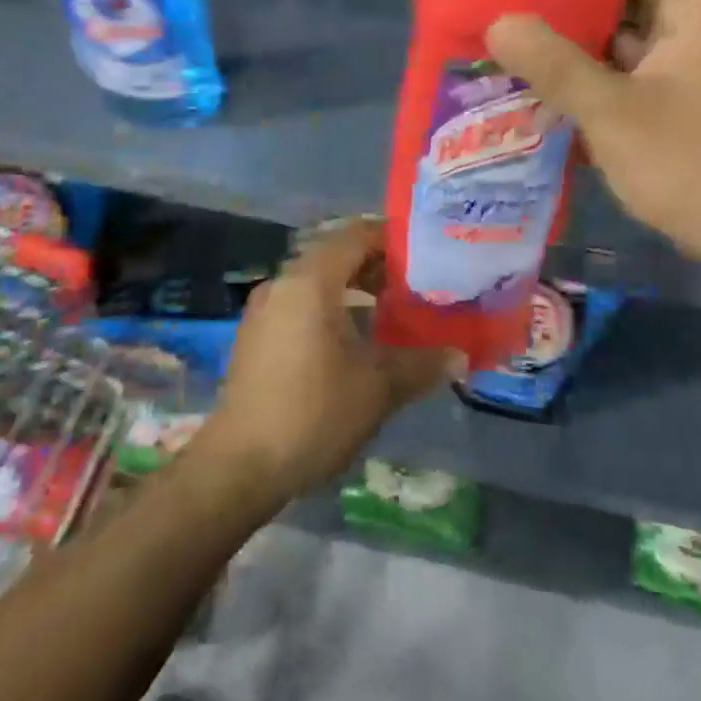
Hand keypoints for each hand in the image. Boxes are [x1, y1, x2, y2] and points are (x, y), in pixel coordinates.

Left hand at [195, 219, 459, 502]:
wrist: (239, 466)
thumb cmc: (313, 413)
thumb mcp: (378, 388)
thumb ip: (422, 364)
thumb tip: (461, 356)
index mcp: (310, 281)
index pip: (356, 234)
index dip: (393, 237)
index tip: (427, 251)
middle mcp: (283, 284)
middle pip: (336, 254)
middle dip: (378, 264)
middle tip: (418, 281)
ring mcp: (264, 309)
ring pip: (317, 281)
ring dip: (355, 288)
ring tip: (395, 308)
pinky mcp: (256, 336)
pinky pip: (301, 304)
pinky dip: (332, 307)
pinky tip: (357, 338)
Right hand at [486, 0, 700, 262]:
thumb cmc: (688, 162)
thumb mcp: (611, 110)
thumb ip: (553, 64)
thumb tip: (498, 23)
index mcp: (700, 7)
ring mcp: (696, 64)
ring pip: (633, 26)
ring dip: (585, 23)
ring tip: (524, 12)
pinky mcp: (686, 97)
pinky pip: (634, 62)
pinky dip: (598, 61)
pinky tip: (553, 67)